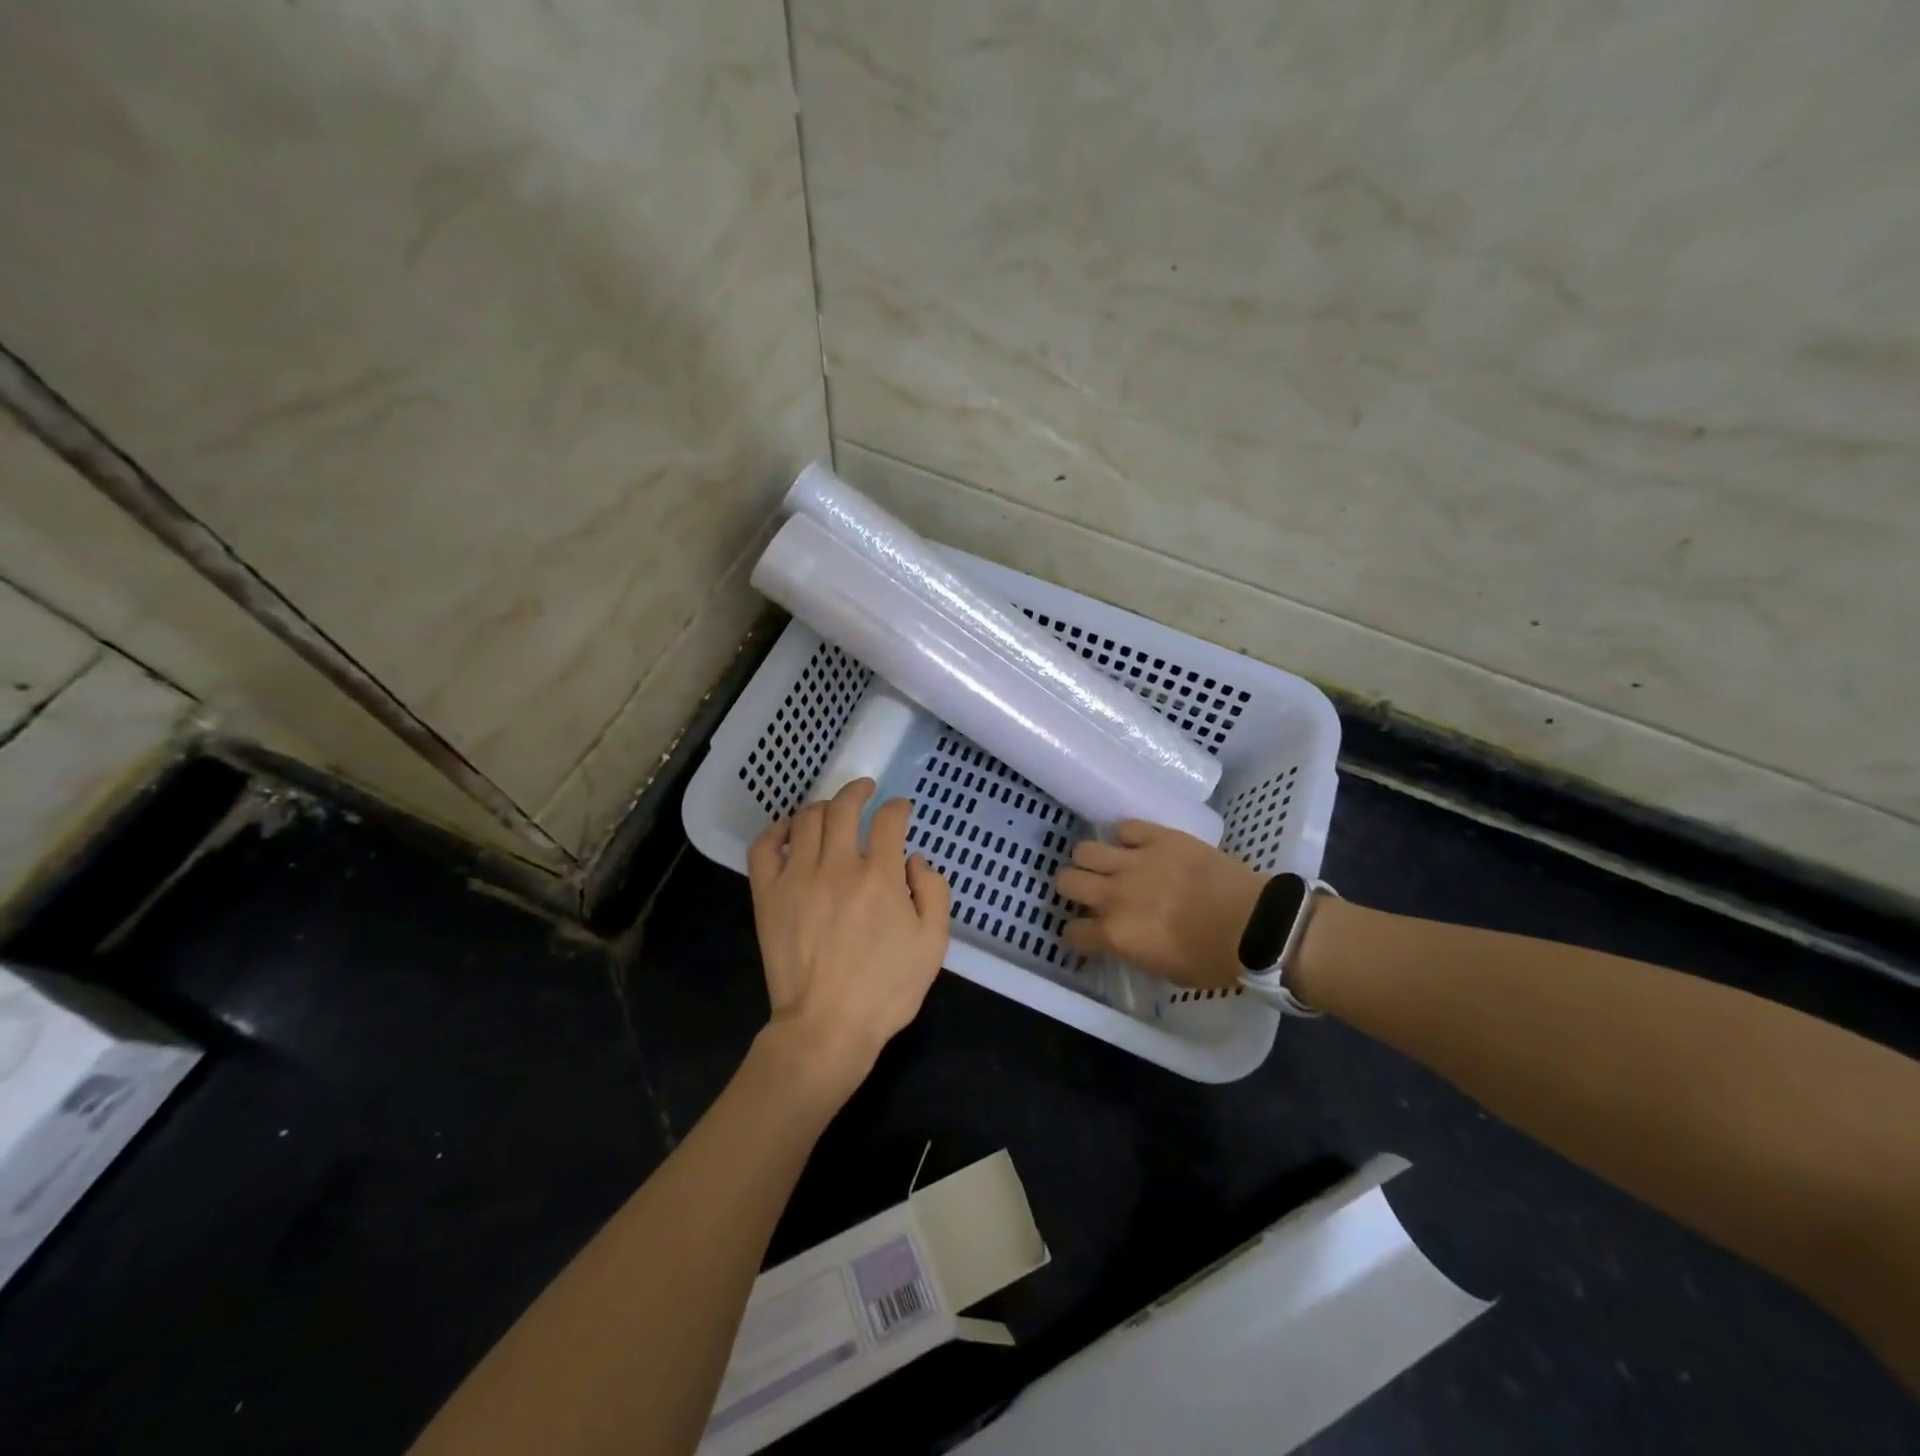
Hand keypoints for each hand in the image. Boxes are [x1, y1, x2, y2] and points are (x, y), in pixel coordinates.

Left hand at [747, 779, 951, 1102]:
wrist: (827, 1027)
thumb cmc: (886, 990)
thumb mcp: (933, 944)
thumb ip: (934, 892)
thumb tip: (915, 860)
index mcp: (880, 877)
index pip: (889, 820)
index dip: (899, 807)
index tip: (902, 810)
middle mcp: (838, 866)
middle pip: (844, 808)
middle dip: (858, 791)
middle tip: (865, 790)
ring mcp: (797, 878)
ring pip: (807, 819)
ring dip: (823, 806)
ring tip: (832, 810)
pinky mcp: (768, 895)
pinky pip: (764, 848)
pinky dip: (777, 830)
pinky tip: (789, 829)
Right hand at [1056, 821, 1265, 989]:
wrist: (1255, 925)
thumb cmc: (1214, 960)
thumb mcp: (1166, 971)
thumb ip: (1134, 950)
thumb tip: (1125, 939)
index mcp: (1115, 934)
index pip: (1073, 932)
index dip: (1078, 934)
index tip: (1088, 933)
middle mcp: (1114, 894)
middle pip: (1067, 881)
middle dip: (1072, 889)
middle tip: (1089, 893)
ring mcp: (1135, 861)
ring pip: (1085, 850)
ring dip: (1091, 861)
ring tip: (1107, 865)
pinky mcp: (1159, 837)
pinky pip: (1126, 827)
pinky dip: (1127, 837)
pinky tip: (1137, 847)